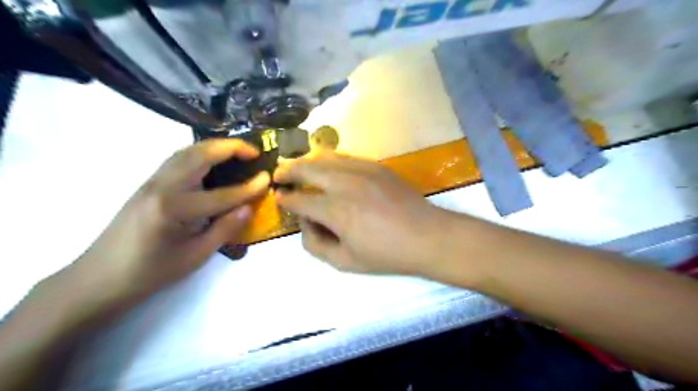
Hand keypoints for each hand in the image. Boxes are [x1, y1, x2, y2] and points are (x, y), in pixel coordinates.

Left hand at [64, 139, 269, 315]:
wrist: (100, 278)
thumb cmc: (152, 272)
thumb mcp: (195, 256)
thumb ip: (225, 229)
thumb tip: (249, 207)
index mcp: (175, 208)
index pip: (222, 194)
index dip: (249, 187)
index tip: (268, 178)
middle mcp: (163, 186)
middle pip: (201, 155)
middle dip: (231, 148)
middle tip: (254, 152)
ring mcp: (152, 182)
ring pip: (186, 152)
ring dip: (214, 146)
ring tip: (236, 151)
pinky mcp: (147, 184)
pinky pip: (177, 159)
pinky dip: (199, 152)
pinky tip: (211, 161)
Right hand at [275, 150, 447, 273]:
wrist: (427, 236)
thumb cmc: (386, 254)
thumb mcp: (345, 262)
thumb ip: (316, 244)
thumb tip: (305, 223)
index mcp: (335, 210)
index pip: (299, 199)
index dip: (285, 199)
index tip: (279, 197)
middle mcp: (344, 184)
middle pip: (307, 168)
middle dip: (288, 170)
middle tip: (278, 173)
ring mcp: (362, 170)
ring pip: (325, 157)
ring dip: (306, 160)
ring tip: (296, 165)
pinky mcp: (376, 166)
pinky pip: (345, 157)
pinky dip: (329, 160)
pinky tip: (326, 166)